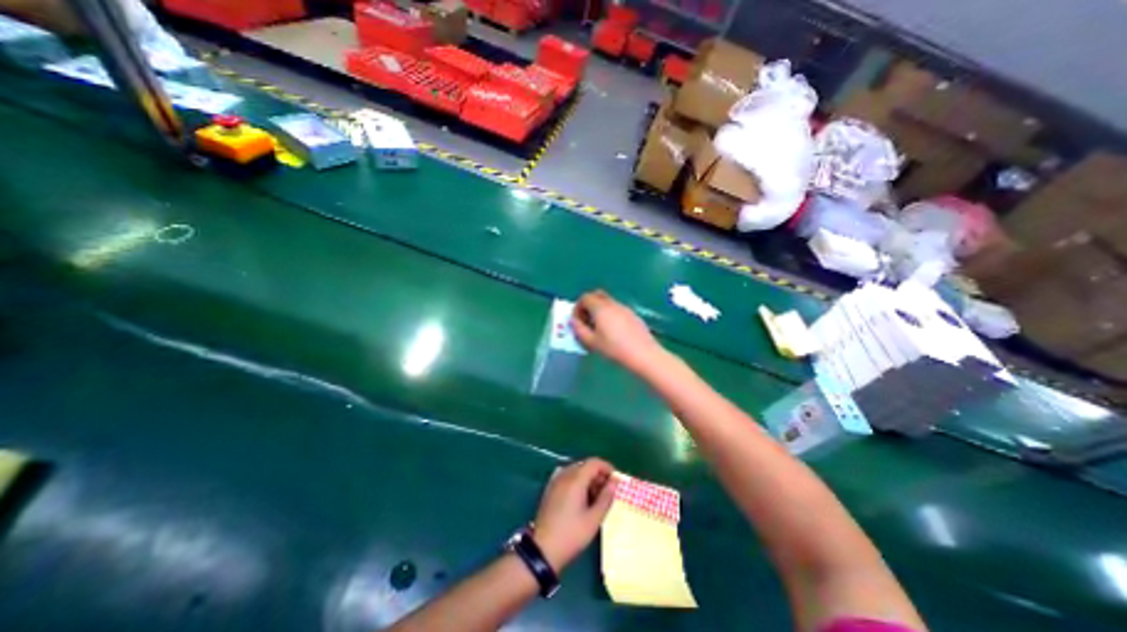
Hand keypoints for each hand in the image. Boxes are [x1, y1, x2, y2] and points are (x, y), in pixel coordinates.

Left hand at [532, 455, 612, 570]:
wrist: (543, 549)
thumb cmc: (571, 534)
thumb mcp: (593, 519)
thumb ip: (606, 498)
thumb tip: (614, 483)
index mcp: (575, 479)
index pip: (594, 463)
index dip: (607, 468)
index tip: (616, 480)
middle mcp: (564, 475)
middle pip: (585, 465)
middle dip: (598, 474)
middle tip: (608, 491)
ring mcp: (555, 481)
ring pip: (576, 471)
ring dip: (588, 479)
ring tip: (596, 497)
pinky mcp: (550, 489)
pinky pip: (567, 477)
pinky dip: (577, 482)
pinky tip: (581, 498)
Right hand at [573, 291, 662, 373]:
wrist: (643, 354)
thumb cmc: (614, 349)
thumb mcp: (592, 342)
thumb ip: (579, 330)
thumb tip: (573, 321)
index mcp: (601, 308)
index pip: (585, 298)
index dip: (578, 308)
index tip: (577, 321)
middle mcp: (612, 304)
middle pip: (597, 295)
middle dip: (588, 305)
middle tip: (586, 321)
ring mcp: (625, 308)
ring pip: (608, 302)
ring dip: (600, 310)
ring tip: (599, 329)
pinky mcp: (633, 315)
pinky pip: (617, 309)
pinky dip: (610, 314)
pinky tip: (613, 332)